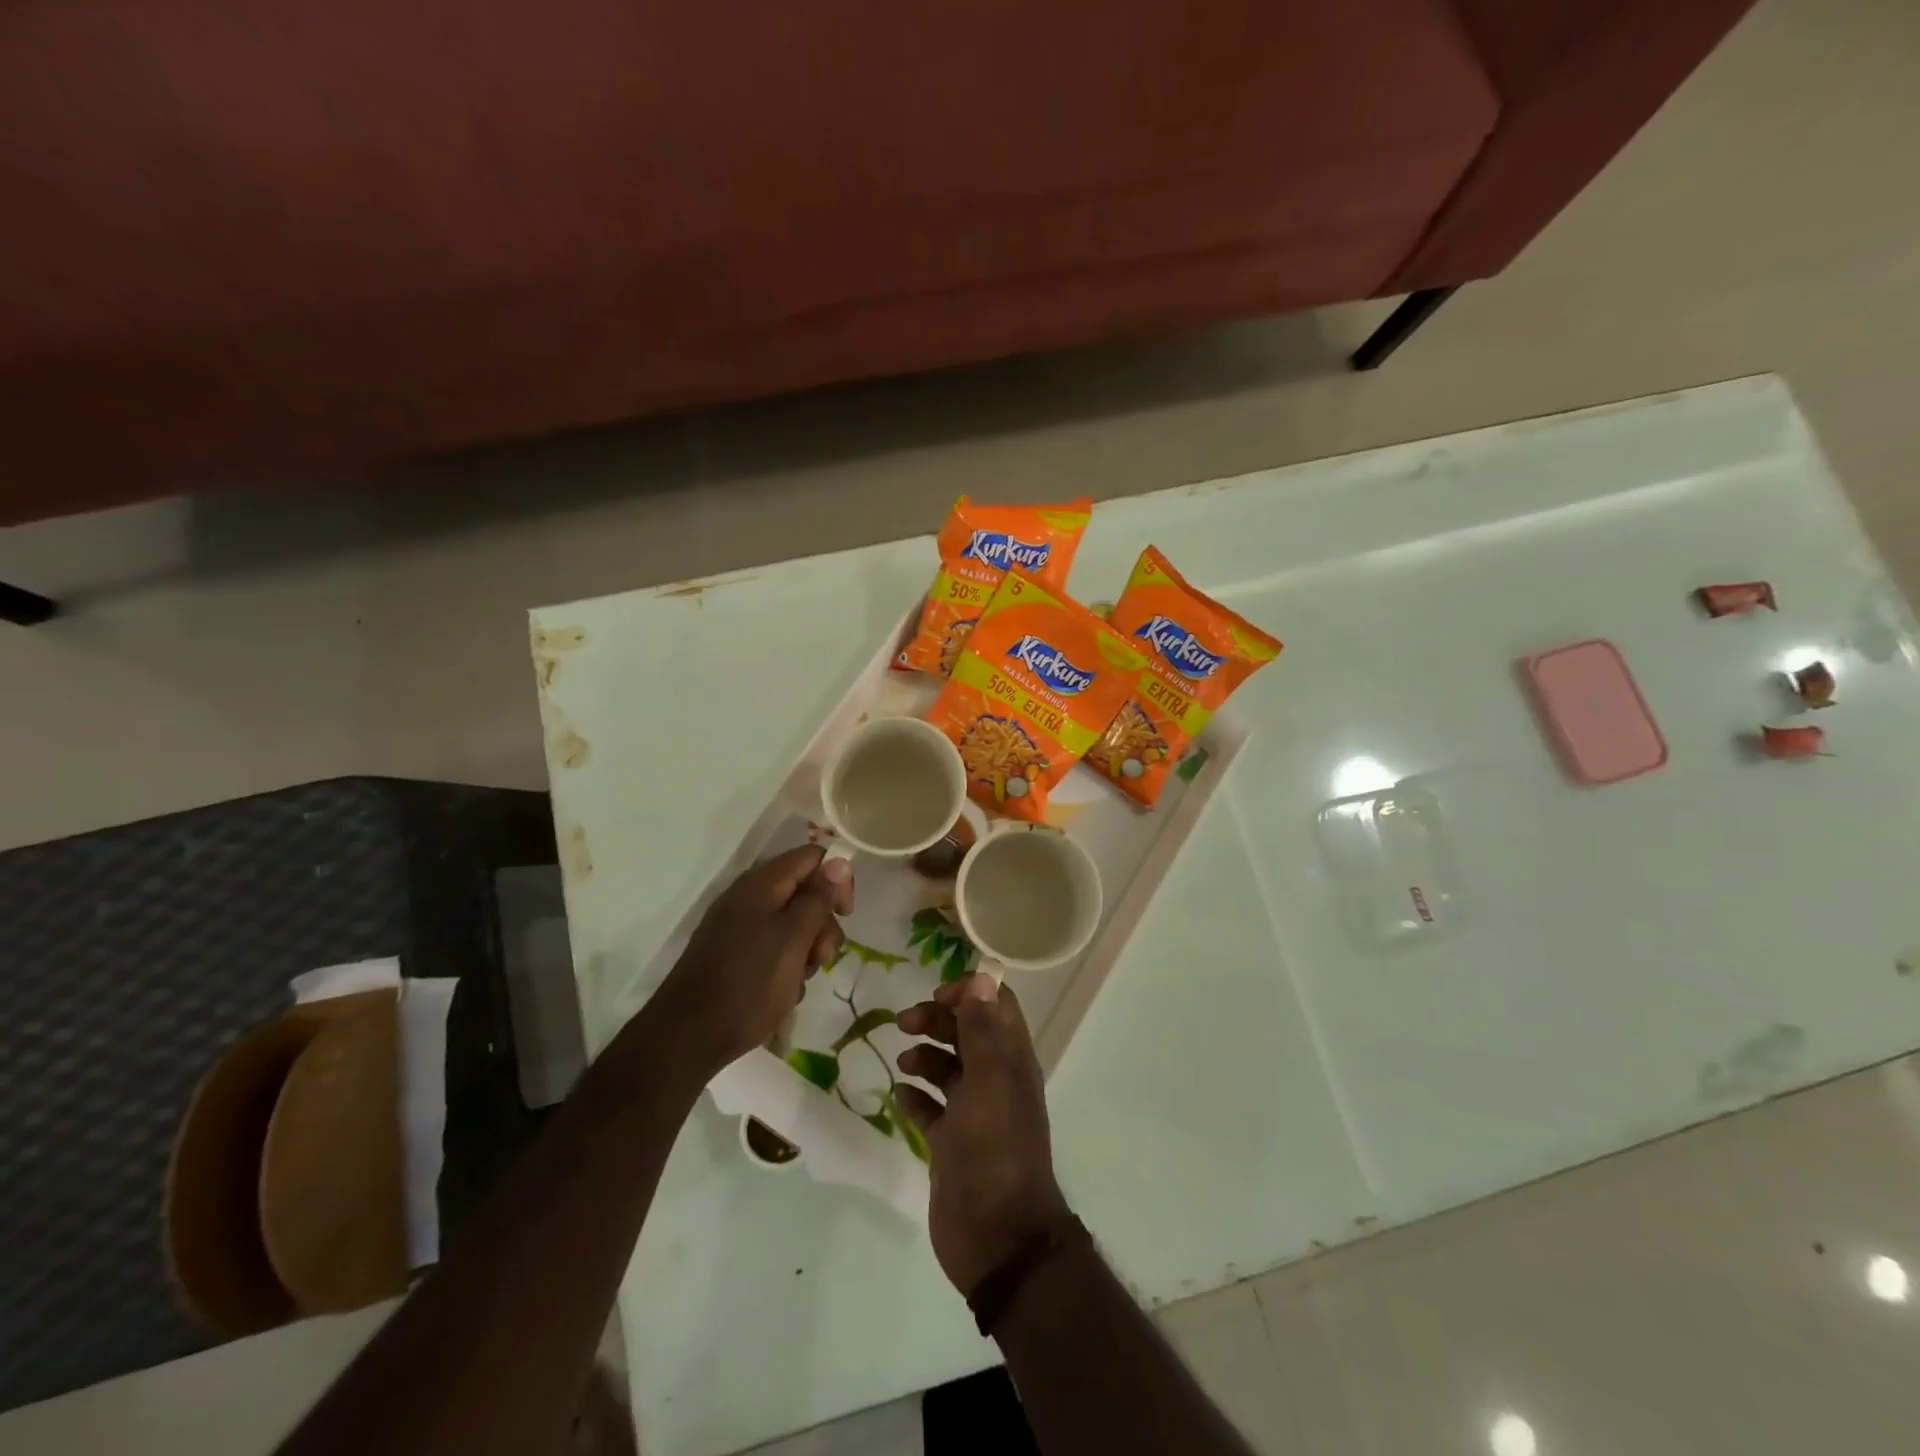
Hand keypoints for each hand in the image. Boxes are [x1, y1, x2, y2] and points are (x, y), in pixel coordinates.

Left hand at [654, 846, 852, 1073]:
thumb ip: (818, 898)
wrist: (687, 1037)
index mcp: (761, 884)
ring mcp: (737, 926)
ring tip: (798, 982)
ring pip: (792, 924)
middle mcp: (748, 897)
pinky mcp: (733, 953)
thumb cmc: (748, 984)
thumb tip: (839, 861)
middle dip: (822, 924)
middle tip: (822, 958)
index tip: (845, 914)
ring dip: (806, 950)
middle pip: (804, 892)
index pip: (812, 857)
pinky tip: (782, 993)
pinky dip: (786, 966)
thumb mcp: (794, 939)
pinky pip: (773, 947)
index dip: (837, 879)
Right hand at [895, 975, 1072, 1297]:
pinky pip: (930, 1108)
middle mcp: (994, 1080)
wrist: (996, 1235)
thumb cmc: (995, 1147)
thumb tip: (983, 978)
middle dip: (937, 1020)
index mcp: (1012, 1060)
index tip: (936, 997)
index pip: (995, 1006)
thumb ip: (983, 1029)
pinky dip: (914, 1097)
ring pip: (946, 1068)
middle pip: (966, 1032)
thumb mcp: (990, 1079)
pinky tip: (900, 1096)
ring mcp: (972, 1113)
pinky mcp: (950, 1143)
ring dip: (924, 1056)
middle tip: (904, 1023)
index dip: (969, 993)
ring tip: (903, 1062)